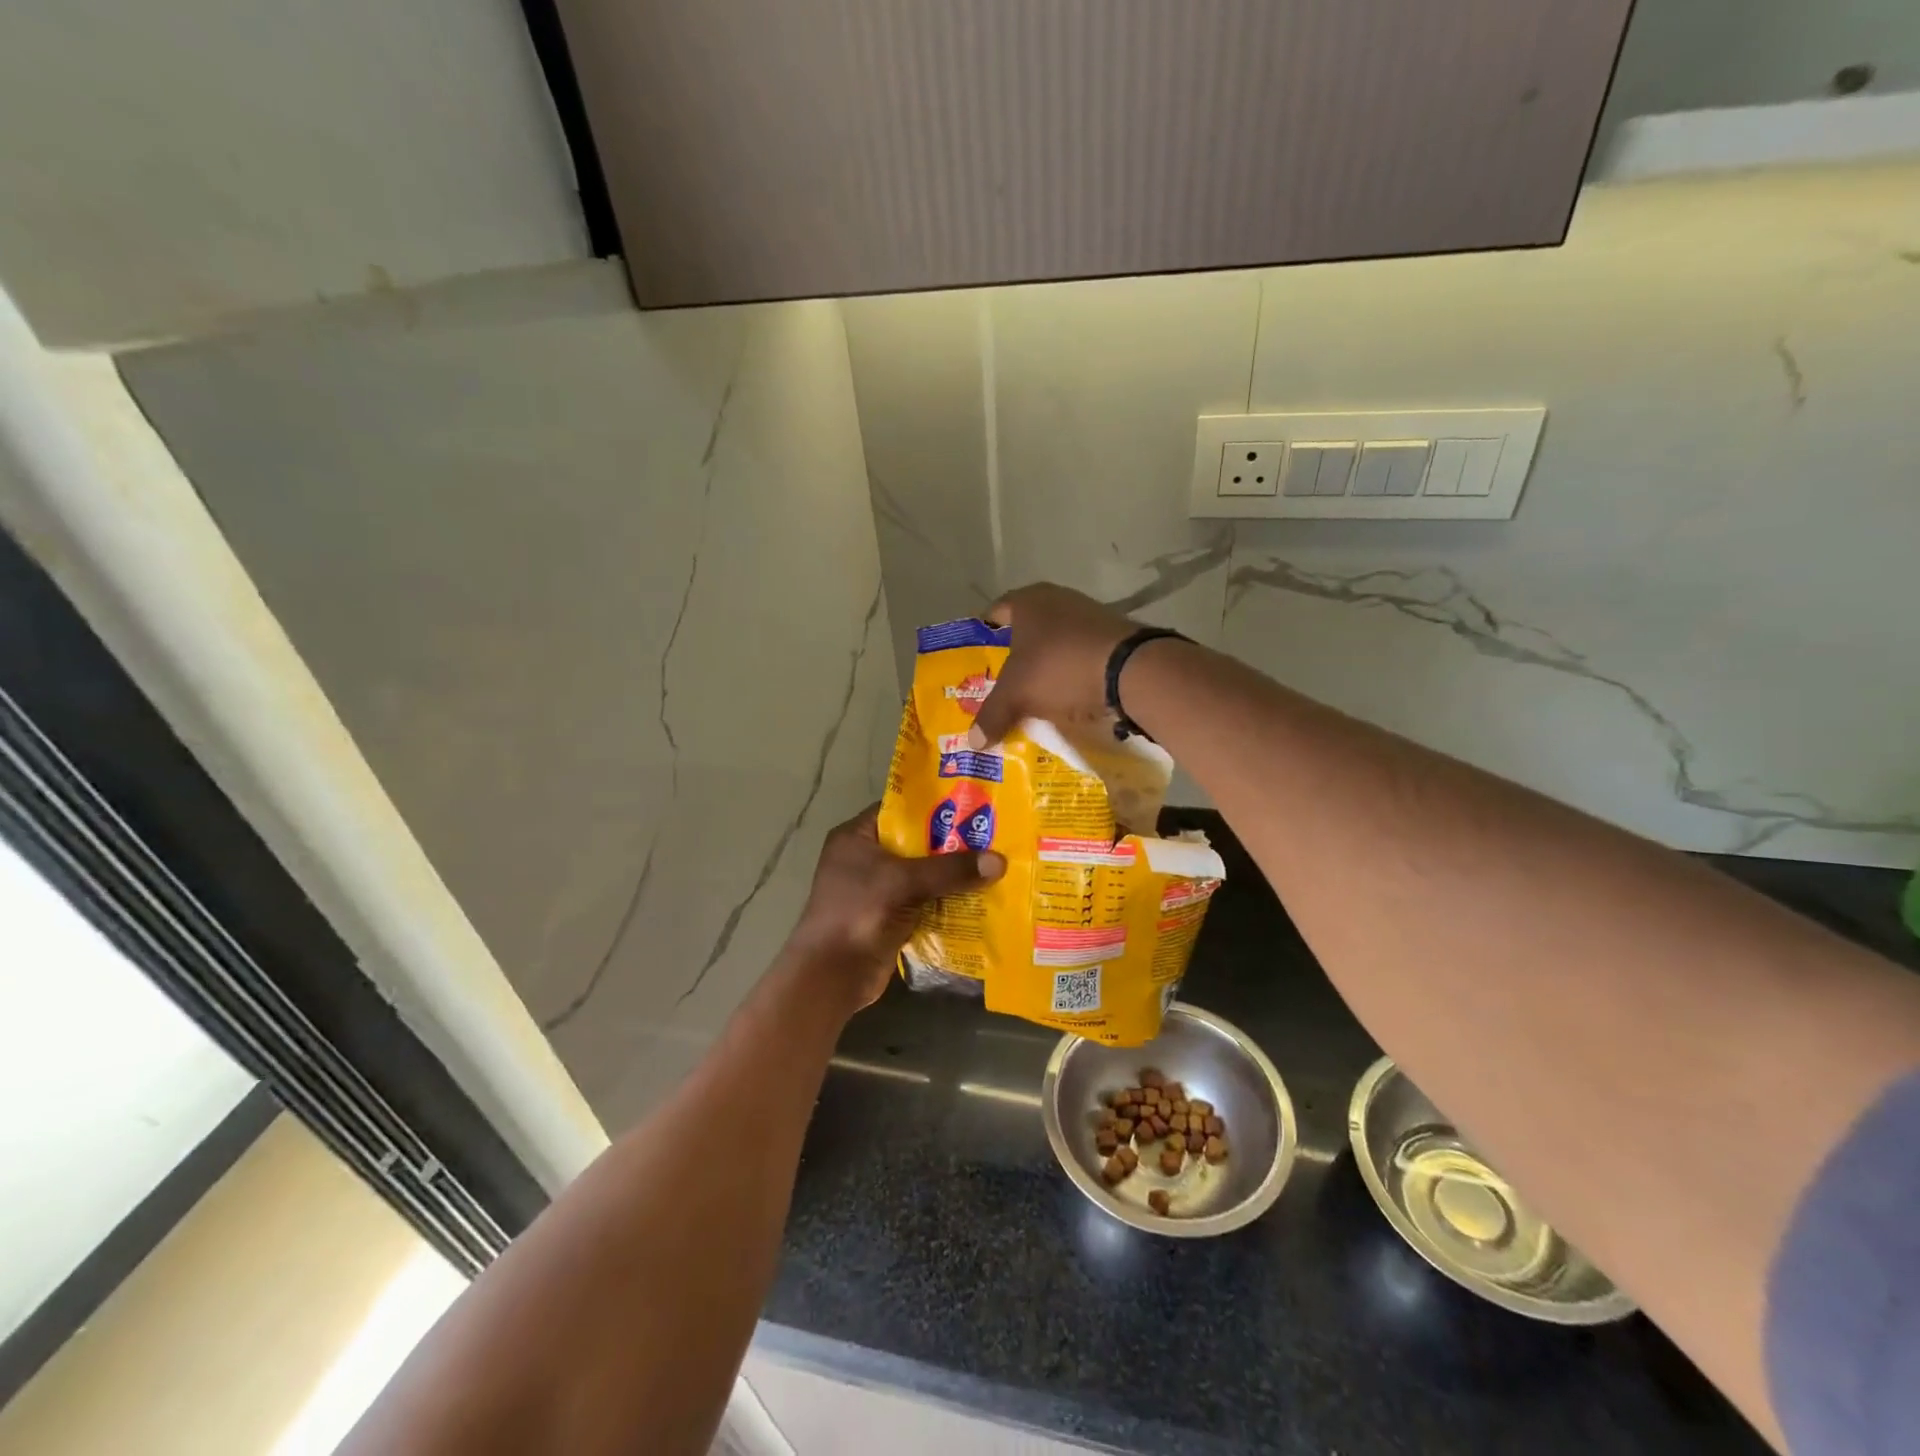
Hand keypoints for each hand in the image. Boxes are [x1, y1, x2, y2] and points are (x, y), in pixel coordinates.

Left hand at [787, 806, 1005, 1011]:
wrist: (832, 975)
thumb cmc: (860, 912)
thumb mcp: (905, 882)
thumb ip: (950, 869)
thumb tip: (1000, 861)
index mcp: (857, 837)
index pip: (900, 809)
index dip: (934, 806)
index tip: (973, 805)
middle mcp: (866, 858)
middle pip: (916, 843)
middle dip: (952, 843)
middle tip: (993, 837)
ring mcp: (877, 890)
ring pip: (923, 874)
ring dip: (953, 875)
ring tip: (994, 865)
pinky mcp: (890, 916)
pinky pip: (925, 901)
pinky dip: (947, 900)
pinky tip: (980, 897)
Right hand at [966, 583, 1136, 748]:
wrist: (1131, 670)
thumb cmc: (1060, 667)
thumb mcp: (1017, 694)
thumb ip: (992, 715)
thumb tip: (972, 743)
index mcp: (1028, 601)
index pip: (994, 614)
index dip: (983, 638)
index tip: (976, 663)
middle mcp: (1058, 599)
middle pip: (1026, 630)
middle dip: (1014, 658)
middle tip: (1001, 686)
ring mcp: (1090, 615)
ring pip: (1056, 643)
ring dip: (1046, 668)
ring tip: (1033, 697)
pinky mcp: (1114, 636)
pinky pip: (1081, 655)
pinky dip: (1072, 674)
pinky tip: (1067, 698)